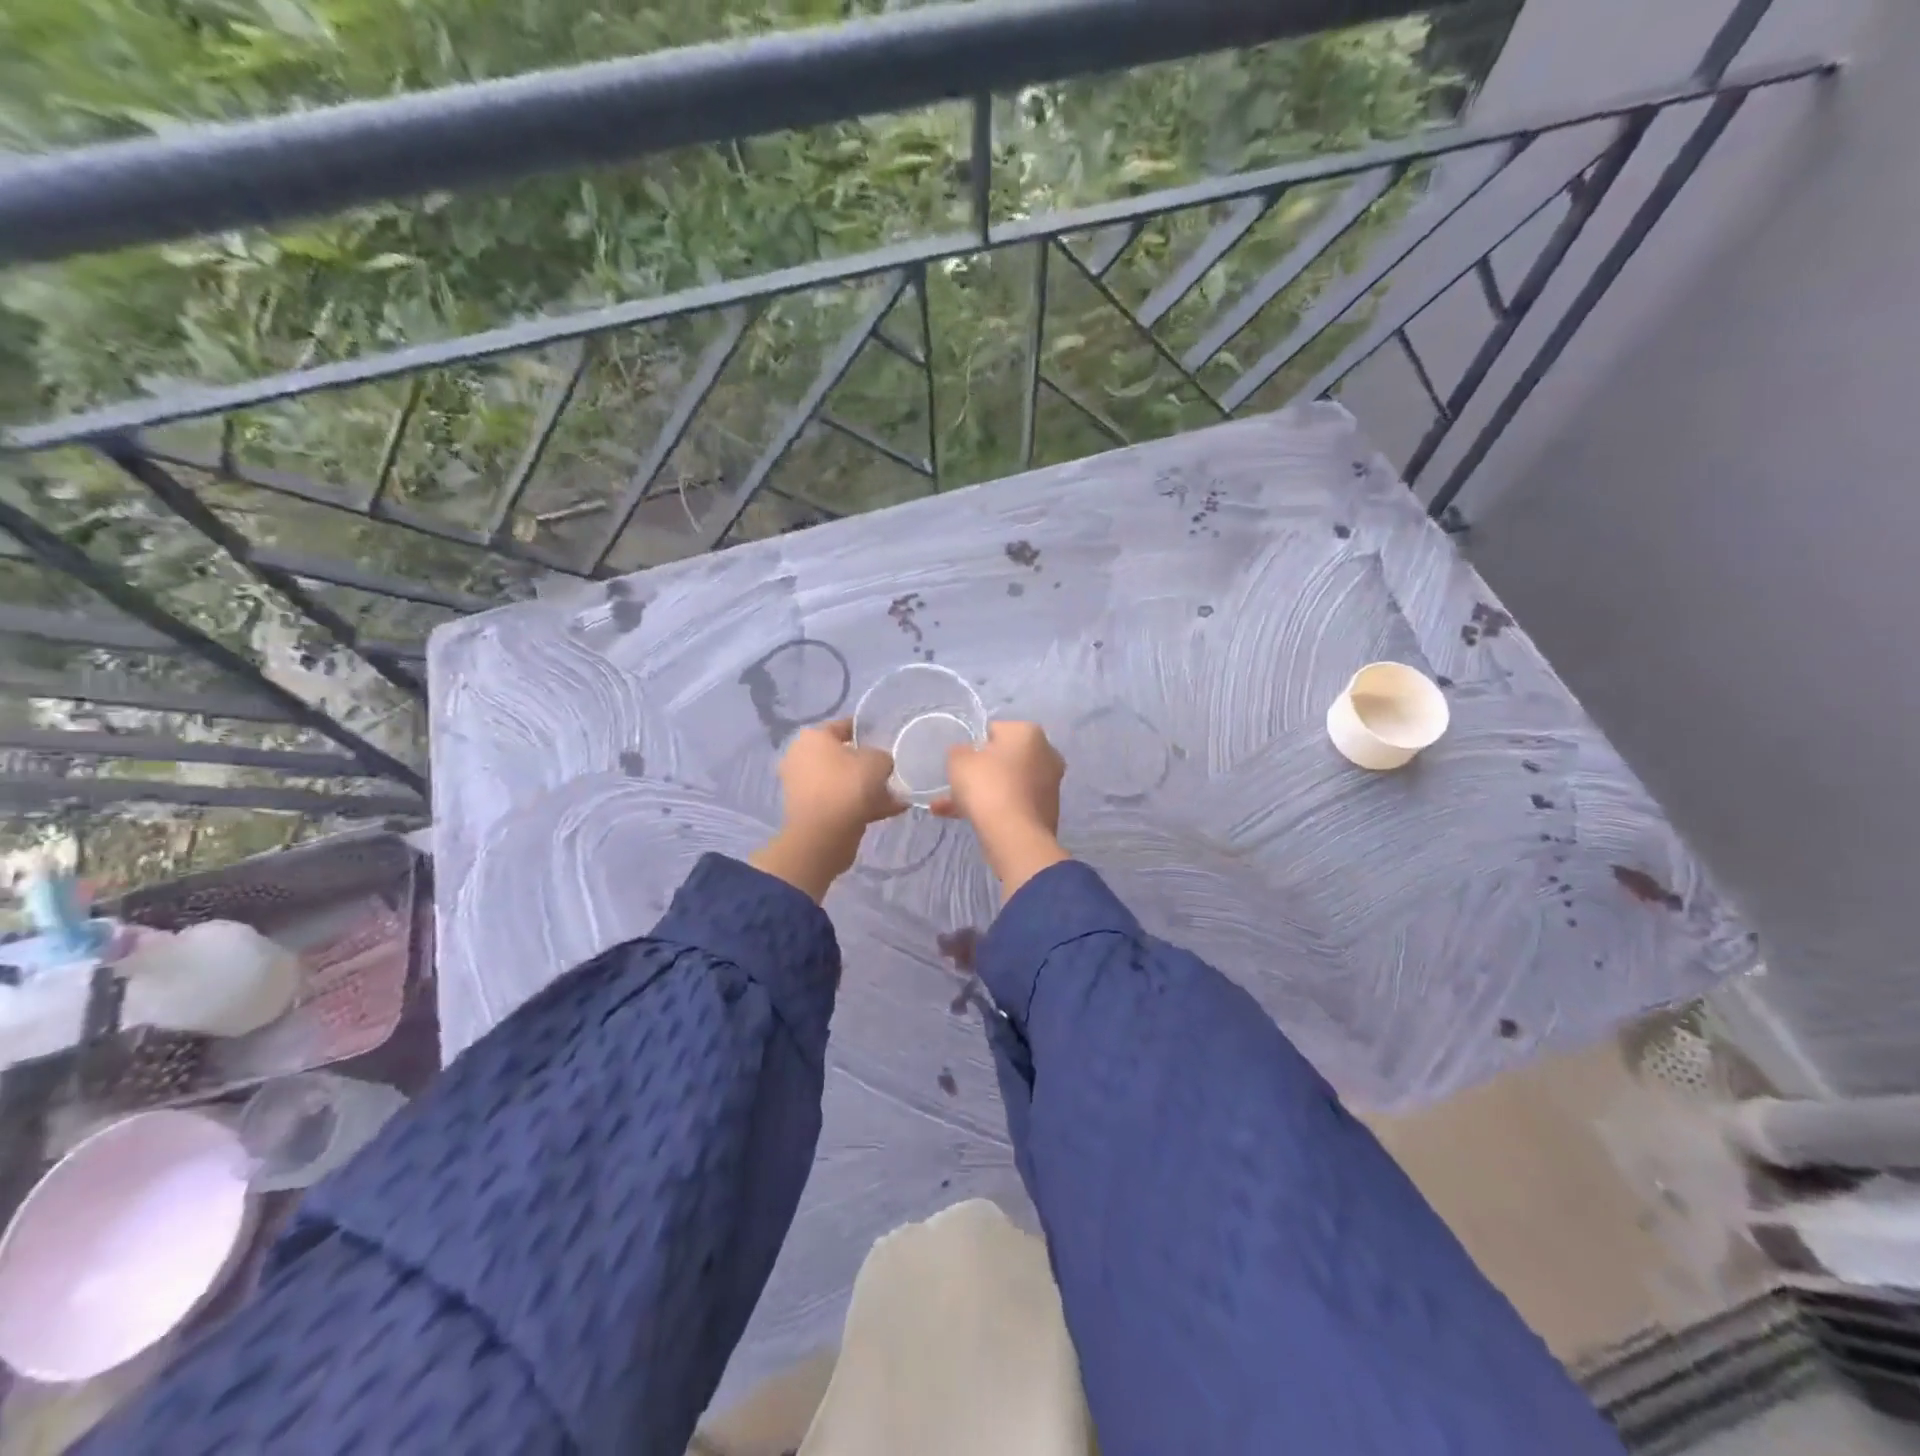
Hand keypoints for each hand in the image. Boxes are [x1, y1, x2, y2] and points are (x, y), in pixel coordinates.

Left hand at [749, 719, 901, 900]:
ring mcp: (803, 787)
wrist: (824, 834)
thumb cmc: (848, 785)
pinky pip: (841, 802)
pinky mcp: (810, 812)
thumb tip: (880, 763)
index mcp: (813, 738)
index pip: (842, 726)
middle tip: (889, 769)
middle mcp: (802, 758)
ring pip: (843, 783)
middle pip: (841, 757)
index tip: (883, 735)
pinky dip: (863, 805)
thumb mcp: (877, 761)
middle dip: (866, 764)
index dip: (864, 729)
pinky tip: (891, 811)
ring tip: (897, 795)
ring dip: (868, 788)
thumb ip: (882, 757)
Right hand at [932, 721, 1069, 897]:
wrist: (1015, 835)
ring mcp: (1050, 784)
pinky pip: (1013, 803)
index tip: (960, 762)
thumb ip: (959, 752)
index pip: (994, 730)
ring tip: (946, 809)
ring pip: (1006, 783)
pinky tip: (965, 820)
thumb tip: (965, 755)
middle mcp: (1046, 753)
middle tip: (955, 785)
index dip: (973, 745)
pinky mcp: (1047, 810)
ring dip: (980, 793)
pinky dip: (993, 808)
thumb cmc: (987, 786)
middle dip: (978, 772)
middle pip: (1003, 759)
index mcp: (1028, 732)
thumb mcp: (958, 761)